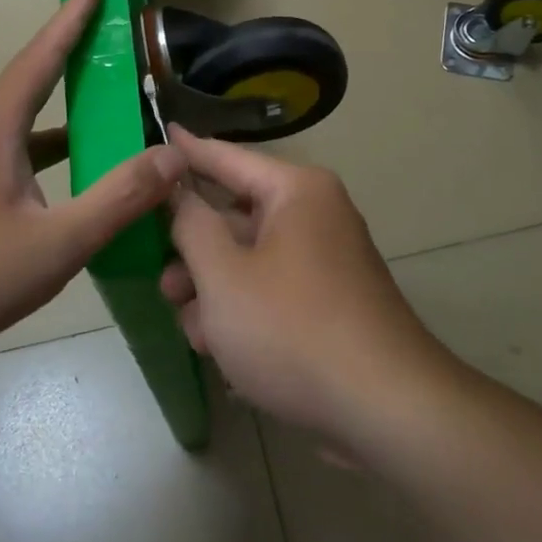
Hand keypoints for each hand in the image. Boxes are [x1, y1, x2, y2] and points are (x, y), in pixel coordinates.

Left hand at [0, 0, 185, 372]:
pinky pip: (9, 153)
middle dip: (77, 59)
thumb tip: (172, 157)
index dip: (72, 15)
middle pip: (33, 83)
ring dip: (65, 114)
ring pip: (22, 124)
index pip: (41, 56)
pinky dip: (45, 151)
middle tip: (120, 45)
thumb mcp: (53, 246)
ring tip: (111, 112)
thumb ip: (116, 200)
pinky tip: (70, 178)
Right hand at [160, 127, 446, 439]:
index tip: (157, 132)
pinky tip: (223, 352)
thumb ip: (191, 225)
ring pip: (249, 261)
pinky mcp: (329, 303)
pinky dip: (244, 313)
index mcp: (296, 192)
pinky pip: (272, 291)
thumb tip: (179, 192)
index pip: (226, 157)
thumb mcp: (223, 275)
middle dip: (194, 253)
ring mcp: (325, 262)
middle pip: (235, 217)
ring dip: (214, 293)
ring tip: (196, 333)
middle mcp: (315, 216)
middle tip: (163, 282)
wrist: (385, 409)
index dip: (186, 151)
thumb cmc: (292, 329)